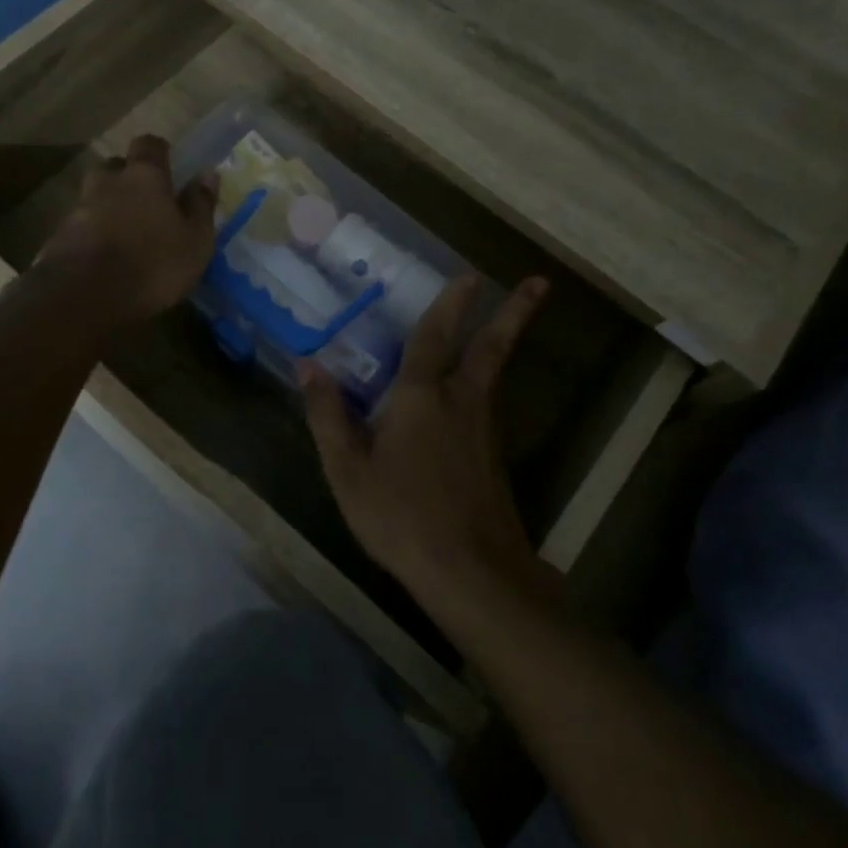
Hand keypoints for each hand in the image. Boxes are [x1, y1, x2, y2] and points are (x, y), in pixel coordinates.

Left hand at [35, 134, 217, 325]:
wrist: (85, 296)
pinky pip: (80, 226)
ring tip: (124, 231)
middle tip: (143, 198)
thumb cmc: (153, 264)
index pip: (149, 145)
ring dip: (107, 206)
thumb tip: (208, 172)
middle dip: (126, 176)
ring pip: (94, 196)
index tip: (167, 164)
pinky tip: (103, 255)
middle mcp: (107, 182)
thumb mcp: (195, 240)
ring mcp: (79, 208)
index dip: (158, 152)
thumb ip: (200, 204)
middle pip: (114, 167)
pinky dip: (92, 233)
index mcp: (144, 176)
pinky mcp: (59, 237)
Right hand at [300, 274, 554, 609]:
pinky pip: (487, 404)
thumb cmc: (401, 516)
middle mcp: (461, 402)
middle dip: (513, 313)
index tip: (469, 275)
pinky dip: (486, 382)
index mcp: (421, 396)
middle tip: (539, 282)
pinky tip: (471, 395)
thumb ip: (328, 414)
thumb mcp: (348, 469)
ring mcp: (484, 430)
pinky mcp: (493, 457)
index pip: (434, 337)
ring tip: (508, 318)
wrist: (471, 573)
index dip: (449, 304)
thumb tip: (308, 365)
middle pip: (491, 348)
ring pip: (495, 373)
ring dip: (504, 340)